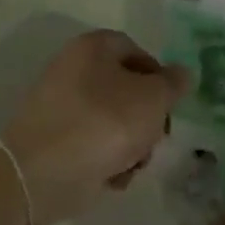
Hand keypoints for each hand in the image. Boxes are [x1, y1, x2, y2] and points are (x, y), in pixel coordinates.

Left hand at [0, 30, 188, 224]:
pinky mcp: (53, 140)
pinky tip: (112, 177)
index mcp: (93, 47)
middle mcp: (73, 68)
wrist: (42, 172)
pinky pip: (92, 144)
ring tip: (133, 164)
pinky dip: (106, 159)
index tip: (171, 104)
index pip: (136, 51)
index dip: (159, 76)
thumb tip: (181, 74)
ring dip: (131, 144)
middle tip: (156, 139)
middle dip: (146, 118)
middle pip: (125, 89)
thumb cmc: (104, 123)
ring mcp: (60, 106)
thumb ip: (173, 84)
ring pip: (112, 120)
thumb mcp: (152, 99)